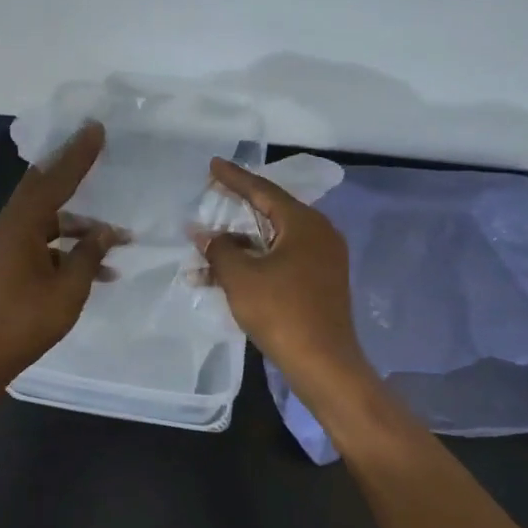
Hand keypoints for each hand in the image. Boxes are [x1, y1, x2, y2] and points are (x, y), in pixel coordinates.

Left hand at [0, 122, 125, 390]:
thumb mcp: (67, 290)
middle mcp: (10, 228)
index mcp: (20, 226)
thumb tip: (105, 231)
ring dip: (80, 226)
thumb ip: (89, 256)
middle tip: (96, 150)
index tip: (96, 129)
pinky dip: (68, 250)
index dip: (78, 155)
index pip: (54, 180)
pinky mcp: (8, 265)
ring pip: (48, 221)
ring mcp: (7, 247)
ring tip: (118, 237)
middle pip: (45, 189)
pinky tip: (100, 270)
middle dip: (72, 172)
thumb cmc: (24, 323)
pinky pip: (44, 244)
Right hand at [193, 158, 373, 394]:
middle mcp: (319, 234)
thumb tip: (205, 235)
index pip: (263, 190)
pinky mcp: (318, 283)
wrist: (322, 363)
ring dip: (239, 245)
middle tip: (211, 196)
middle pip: (270, 213)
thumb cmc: (281, 312)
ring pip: (273, 241)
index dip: (234, 178)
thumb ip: (219, 249)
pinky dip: (254, 263)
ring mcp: (322, 260)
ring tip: (206, 246)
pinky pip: (280, 261)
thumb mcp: (241, 277)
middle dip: (236, 210)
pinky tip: (225, 274)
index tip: (213, 165)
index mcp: (304, 223)